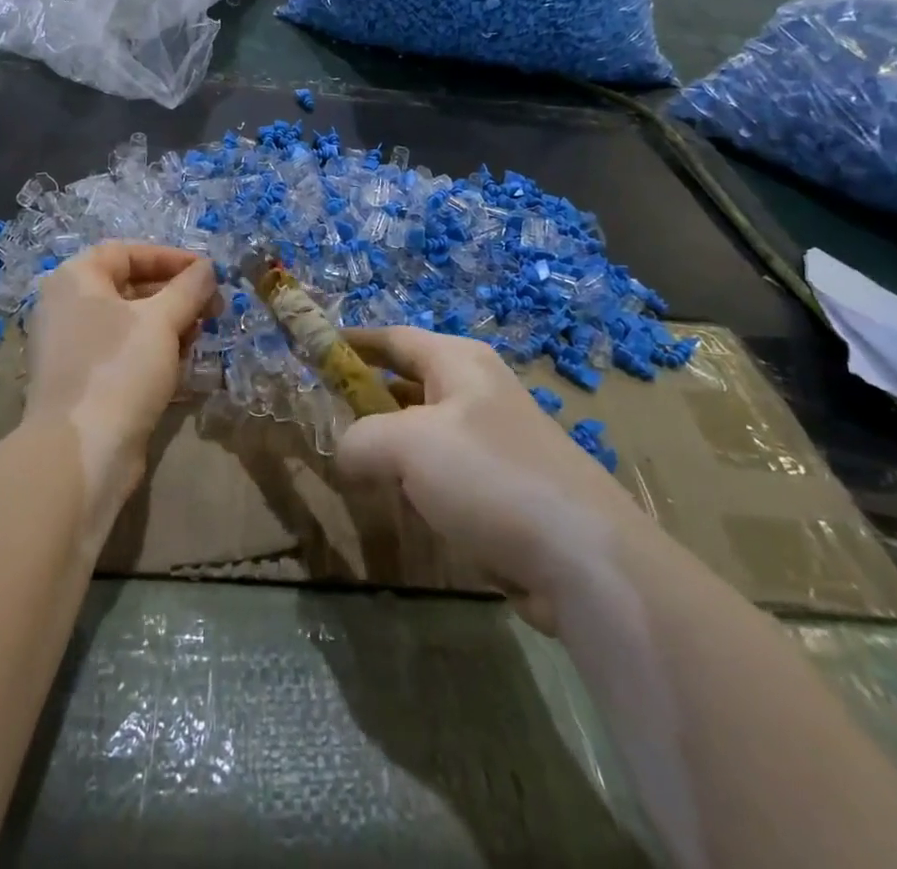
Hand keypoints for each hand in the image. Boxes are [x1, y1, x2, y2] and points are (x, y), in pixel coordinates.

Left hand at [23, 242, 220, 517]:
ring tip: (201, 338)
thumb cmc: (119, 369)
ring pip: (129, 323)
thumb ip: (189, 287)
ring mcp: (71, 347)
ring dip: (169, 325)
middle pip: (129, 286)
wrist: (81, 452)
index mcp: (75, 279)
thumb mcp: (162, 320)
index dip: (171, 257)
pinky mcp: (83, 382)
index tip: (208, 272)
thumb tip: (207, 268)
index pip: (127, 252)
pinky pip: (122, 353)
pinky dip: (153, 352)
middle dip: (176, 295)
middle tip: (213, 308)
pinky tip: (181, 367)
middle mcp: (67, 307)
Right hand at [336, 327, 648, 634]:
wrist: (583, 558)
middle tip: (321, 418)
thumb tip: (345, 455)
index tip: (313, 348)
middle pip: (406, 383)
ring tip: (351, 467)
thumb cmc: (489, 476)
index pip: (393, 338)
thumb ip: (359, 439)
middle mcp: (477, 391)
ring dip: (389, 448)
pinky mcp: (503, 488)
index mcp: (458, 362)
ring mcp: (493, 440)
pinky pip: (443, 474)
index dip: (351, 340)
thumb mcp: (406, 445)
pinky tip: (400, 507)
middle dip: (364, 399)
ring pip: (422, 433)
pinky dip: (416, 483)